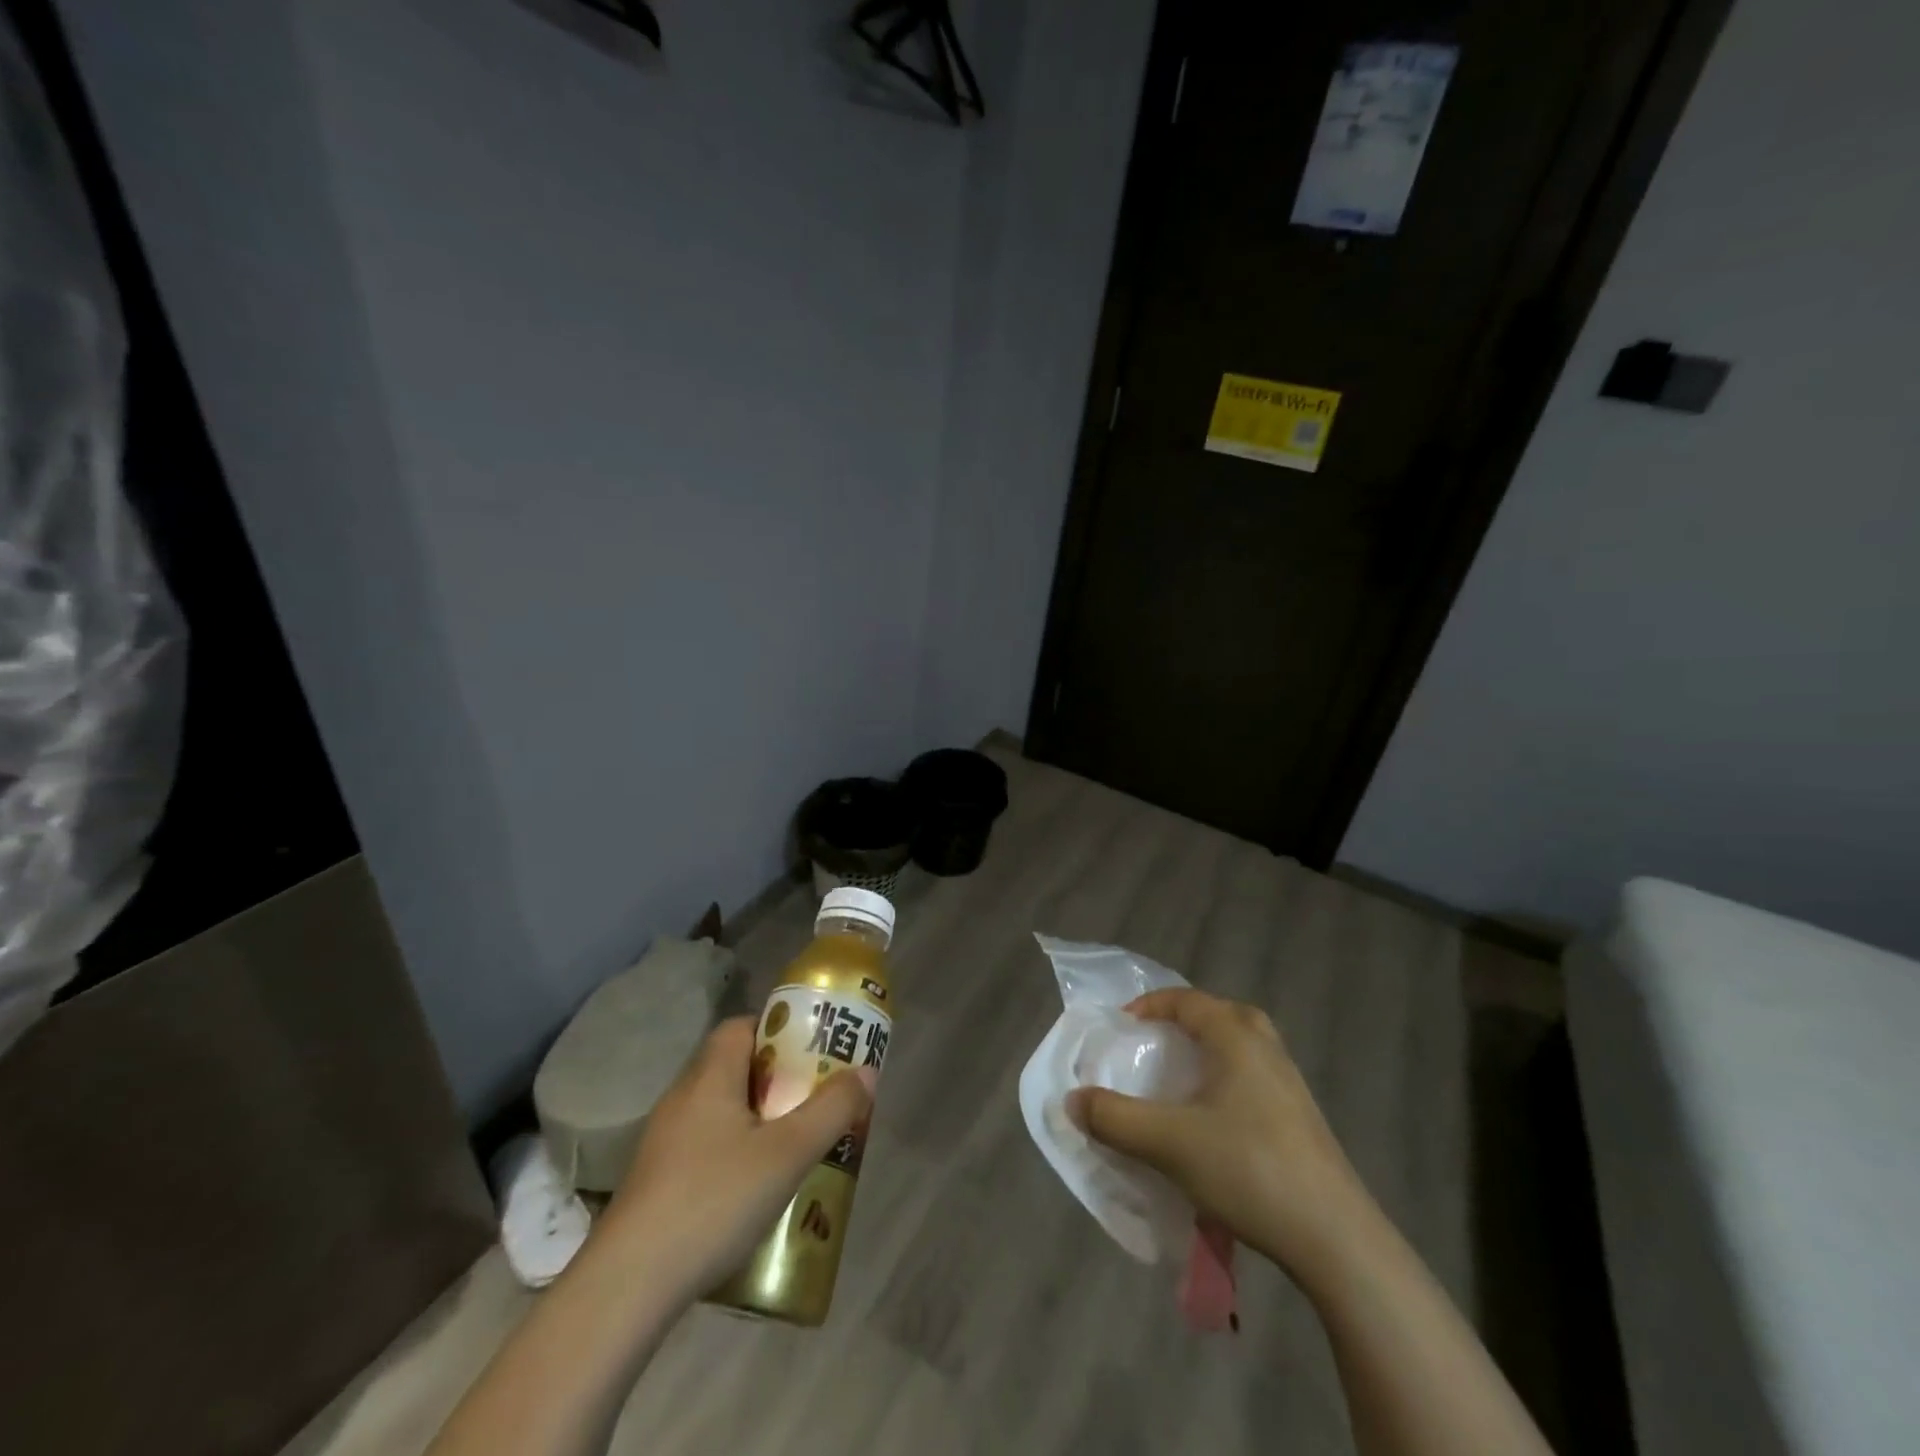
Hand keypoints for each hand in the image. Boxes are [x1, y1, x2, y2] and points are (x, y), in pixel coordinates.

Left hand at [599, 1016, 873, 1304]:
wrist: (627, 1286)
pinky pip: (705, 1145)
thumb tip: (865, 1071)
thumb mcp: (788, 1153)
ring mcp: (664, 1141)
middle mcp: (683, 1097)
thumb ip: (832, 1109)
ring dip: (757, 1119)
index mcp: (710, 1075)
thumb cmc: (714, 1199)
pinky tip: (754, 1191)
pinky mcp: (656, 1180)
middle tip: (814, 1101)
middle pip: (735, 1067)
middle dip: (778, 1079)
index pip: (742, 1026)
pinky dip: (734, 1153)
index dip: (779, 1030)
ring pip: (721, 1110)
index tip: (812, 1054)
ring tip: (793, 1147)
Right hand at [1067, 988, 1363, 1278]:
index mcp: (1236, 1037)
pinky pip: (1254, 1078)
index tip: (1120, 1027)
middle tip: (1155, 1046)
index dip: (1148, 1006)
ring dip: (1207, 1055)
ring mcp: (1290, 1084)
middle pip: (1220, 1015)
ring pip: (1241, 1048)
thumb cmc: (1248, 1169)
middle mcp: (1266, 1048)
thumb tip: (1072, 1101)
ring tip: (1178, 1084)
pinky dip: (1226, 1083)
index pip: (1186, 1000)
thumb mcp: (1168, 1143)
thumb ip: (1114, 1118)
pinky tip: (1212, 1124)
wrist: (1336, 1239)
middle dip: (1183, 1024)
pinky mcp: (1302, 1119)